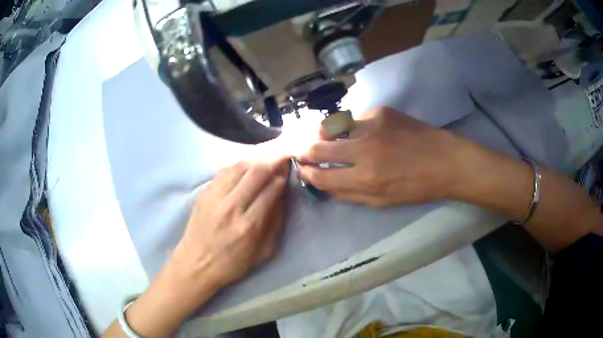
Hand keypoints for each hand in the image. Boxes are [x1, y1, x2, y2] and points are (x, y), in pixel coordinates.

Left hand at [170, 156, 288, 292]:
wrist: (195, 264)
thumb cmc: (231, 263)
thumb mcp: (262, 253)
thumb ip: (274, 224)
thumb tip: (281, 197)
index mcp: (249, 226)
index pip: (271, 190)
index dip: (282, 177)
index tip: (289, 170)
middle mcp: (232, 207)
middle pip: (256, 173)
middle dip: (273, 162)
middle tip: (281, 157)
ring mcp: (215, 198)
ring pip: (239, 167)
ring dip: (256, 159)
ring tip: (265, 158)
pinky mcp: (204, 194)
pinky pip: (223, 171)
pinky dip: (238, 166)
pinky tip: (245, 166)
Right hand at [297, 106, 470, 207]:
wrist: (445, 161)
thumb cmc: (416, 187)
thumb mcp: (382, 202)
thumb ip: (349, 195)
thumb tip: (323, 185)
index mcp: (365, 178)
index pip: (321, 175)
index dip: (307, 173)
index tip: (303, 169)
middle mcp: (364, 149)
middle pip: (319, 146)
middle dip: (306, 151)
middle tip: (305, 152)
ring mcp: (372, 125)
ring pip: (332, 126)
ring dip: (324, 135)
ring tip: (326, 139)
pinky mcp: (382, 111)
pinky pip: (355, 118)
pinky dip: (351, 126)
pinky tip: (360, 132)